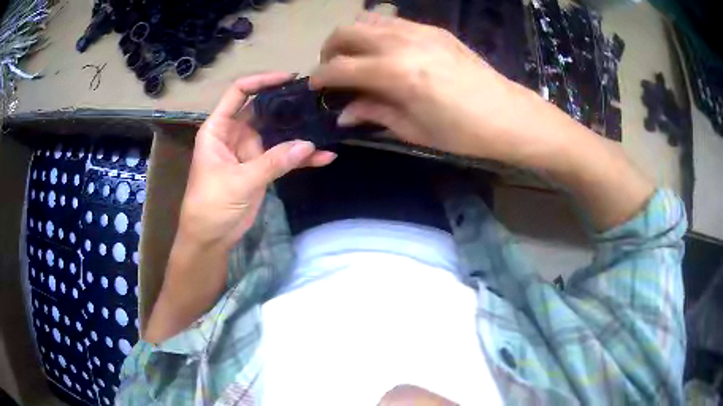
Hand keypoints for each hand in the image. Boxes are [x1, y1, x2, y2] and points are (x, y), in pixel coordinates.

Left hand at [179, 72, 335, 249]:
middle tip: (315, 97)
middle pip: (262, 109)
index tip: (288, 78)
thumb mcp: (239, 181)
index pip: (238, 93)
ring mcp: (250, 150)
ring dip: (298, 130)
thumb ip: (273, 162)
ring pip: (276, 133)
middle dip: (286, 103)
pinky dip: (301, 158)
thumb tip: (309, 145)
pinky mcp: (261, 168)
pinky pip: (284, 158)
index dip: (261, 81)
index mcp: (219, 129)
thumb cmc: (211, 204)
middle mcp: (235, 134)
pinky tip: (324, 158)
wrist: (211, 237)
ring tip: (325, 122)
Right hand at [310, 13, 554, 165]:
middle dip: (330, 49)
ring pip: (368, 20)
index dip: (320, 77)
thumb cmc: (463, 132)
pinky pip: (394, 22)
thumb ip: (373, 112)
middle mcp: (402, 43)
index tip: (314, 87)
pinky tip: (385, 50)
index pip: (340, 66)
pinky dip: (378, 32)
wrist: (509, 115)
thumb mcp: (413, 130)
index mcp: (395, 73)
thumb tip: (343, 112)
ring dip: (352, 36)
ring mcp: (420, 31)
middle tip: (331, 69)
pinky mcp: (435, 29)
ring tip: (355, 57)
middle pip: (347, 32)